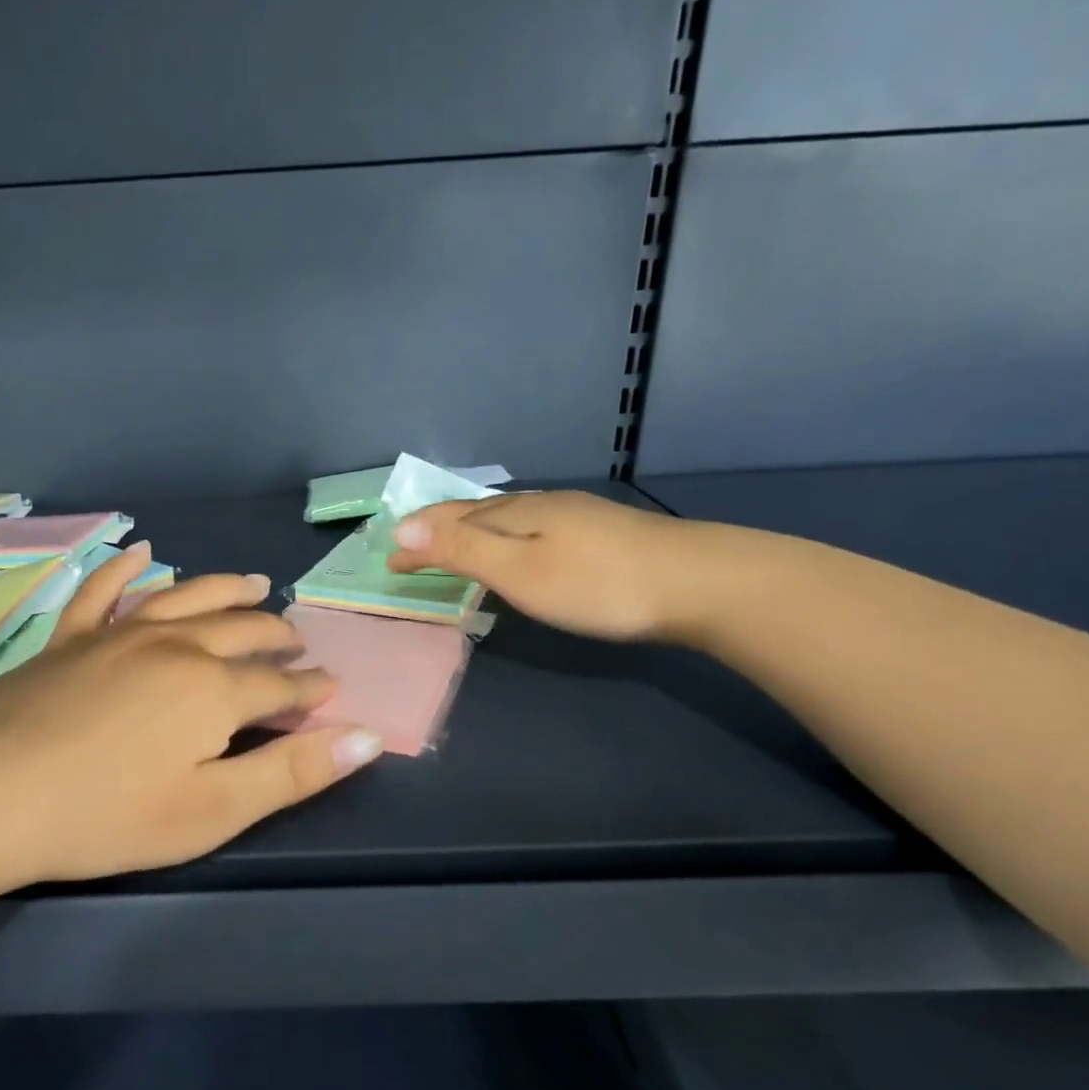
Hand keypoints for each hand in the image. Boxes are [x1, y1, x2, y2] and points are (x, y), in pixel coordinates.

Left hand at [0, 543, 383, 890]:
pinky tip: (142, 552)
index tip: (332, 686)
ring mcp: (118, 635)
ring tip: (254, 584)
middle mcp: (175, 646)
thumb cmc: (106, 815)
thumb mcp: (212, 810)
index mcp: (214, 689)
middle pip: (241, 630)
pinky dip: (126, 570)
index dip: (311, 689)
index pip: (281, 685)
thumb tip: (369, 735)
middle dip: (276, 635)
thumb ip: (293, 771)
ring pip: (187, 598)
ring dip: (226, 590)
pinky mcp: (70, 639)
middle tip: (296, 641)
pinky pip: (105, 591)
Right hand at [386, 491, 694, 641]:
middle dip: (438, 529)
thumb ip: (461, 548)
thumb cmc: (596, 584)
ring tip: (454, 547)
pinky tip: (519, 550)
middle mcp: (540, 505)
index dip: (417, 538)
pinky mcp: (600, 533)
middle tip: (411, 550)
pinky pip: (531, 528)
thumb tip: (403, 524)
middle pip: (476, 511)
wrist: (699, 582)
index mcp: (514, 513)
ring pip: (506, 518)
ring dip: (472, 531)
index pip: (449, 518)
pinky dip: (504, 539)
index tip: (389, 559)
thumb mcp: (518, 570)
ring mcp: (574, 515)